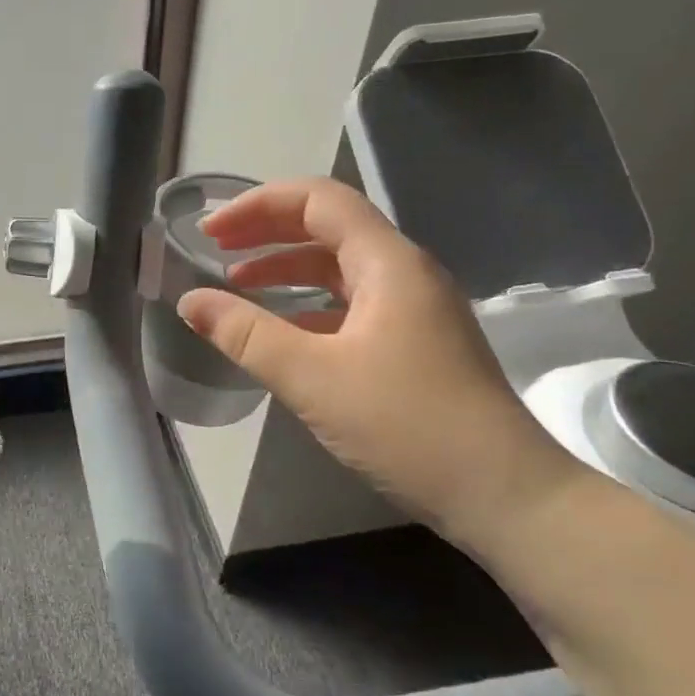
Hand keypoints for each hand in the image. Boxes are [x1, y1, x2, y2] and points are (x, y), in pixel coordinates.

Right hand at [176, 178, 585, 543]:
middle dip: (268, 231)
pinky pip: (352, 305)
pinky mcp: (416, 344)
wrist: (505, 495)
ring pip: (341, 268)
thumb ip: (246, 335)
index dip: (258, 205)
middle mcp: (405, 273)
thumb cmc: (407, 425)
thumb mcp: (312, 378)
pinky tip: (282, 332)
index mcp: (388, 263)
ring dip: (287, 269)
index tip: (210, 231)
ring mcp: (415, 310)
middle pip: (329, 227)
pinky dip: (310, 306)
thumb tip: (190, 301)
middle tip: (215, 248)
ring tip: (238, 284)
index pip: (318, 200)